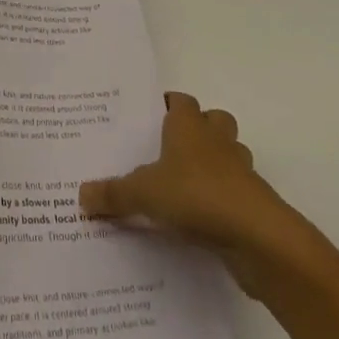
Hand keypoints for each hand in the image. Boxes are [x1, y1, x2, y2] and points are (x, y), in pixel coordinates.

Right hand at [80, 92, 318, 295]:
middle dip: (198, 130)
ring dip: (215, 165)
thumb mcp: (143, 194)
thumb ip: (114, 194)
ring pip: (230, 155)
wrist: (257, 236)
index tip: (151, 117)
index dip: (168, 106)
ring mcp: (241, 171)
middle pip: (213, 121)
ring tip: (186, 186)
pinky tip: (202, 221)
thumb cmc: (196, 196)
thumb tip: (81, 195)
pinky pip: (236, 192)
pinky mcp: (254, 203)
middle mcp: (216, 140)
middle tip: (170, 150)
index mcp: (189, 126)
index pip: (180, 101)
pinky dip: (223, 200)